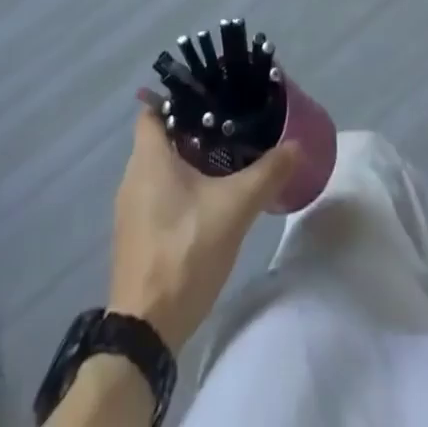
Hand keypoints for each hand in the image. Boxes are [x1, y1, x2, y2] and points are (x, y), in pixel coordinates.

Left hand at [108, 104, 298, 353]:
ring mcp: (130, 209)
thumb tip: (297, 145)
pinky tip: (210, 199)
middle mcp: (132, 176)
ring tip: (226, 158)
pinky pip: (158, 194)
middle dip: (194, 129)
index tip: (212, 98)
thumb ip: (267, 173)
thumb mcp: (234, 209)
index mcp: (148, 158)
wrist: (145, 331)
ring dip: (189, 160)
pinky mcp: (136, 234)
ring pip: (161, 167)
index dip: (179, 98)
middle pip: (161, 137)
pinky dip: (181, 188)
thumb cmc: (184, 252)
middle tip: (230, 126)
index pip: (154, 109)